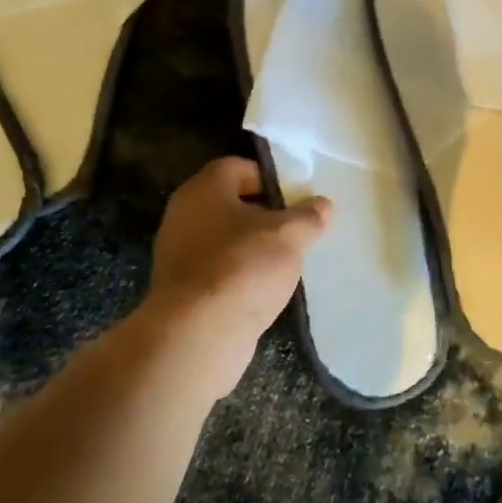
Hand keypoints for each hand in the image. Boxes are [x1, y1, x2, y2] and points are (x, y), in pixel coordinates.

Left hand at [144, 157, 331, 396]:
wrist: (198, 334)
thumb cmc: (243, 267)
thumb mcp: (289, 236)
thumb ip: (308, 216)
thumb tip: (323, 203)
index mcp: (204, 189)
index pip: (238, 167)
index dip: (270, 178)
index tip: (296, 199)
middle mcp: (184, 215)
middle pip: (231, 204)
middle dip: (265, 215)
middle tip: (296, 230)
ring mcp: (178, 254)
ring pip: (225, 239)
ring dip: (253, 247)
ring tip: (286, 263)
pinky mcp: (182, 289)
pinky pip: (218, 270)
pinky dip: (240, 275)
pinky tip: (264, 290)